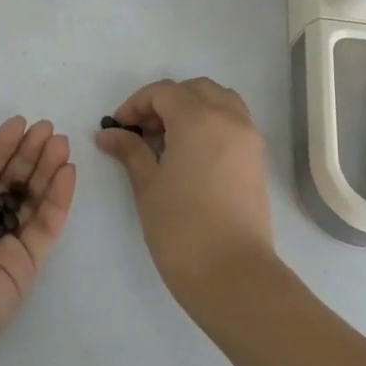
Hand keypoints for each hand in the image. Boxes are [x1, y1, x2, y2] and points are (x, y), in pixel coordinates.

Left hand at [0, 117, 76, 365]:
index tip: (19, 123)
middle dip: (27, 153)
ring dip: (47, 169)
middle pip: (8, 181)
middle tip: (48, 128)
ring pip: (31, 199)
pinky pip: (45, 226)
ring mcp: (2, 245)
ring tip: (61, 142)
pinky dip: (58, 199)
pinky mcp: (25, 265)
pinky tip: (67, 171)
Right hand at [96, 77, 275, 317]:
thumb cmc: (182, 228)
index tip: (119, 128)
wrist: (233, 275)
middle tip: (143, 131)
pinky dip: (211, 123)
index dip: (136, 104)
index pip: (164, 92)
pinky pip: (233, 122)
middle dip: (165, 101)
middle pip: (195, 89)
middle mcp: (229, 119)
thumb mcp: (148, 185)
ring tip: (168, 139)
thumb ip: (130, 151)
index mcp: (199, 119)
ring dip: (192, 108)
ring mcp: (248, 139)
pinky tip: (190, 154)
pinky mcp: (257, 160)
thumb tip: (108, 134)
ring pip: (220, 101)